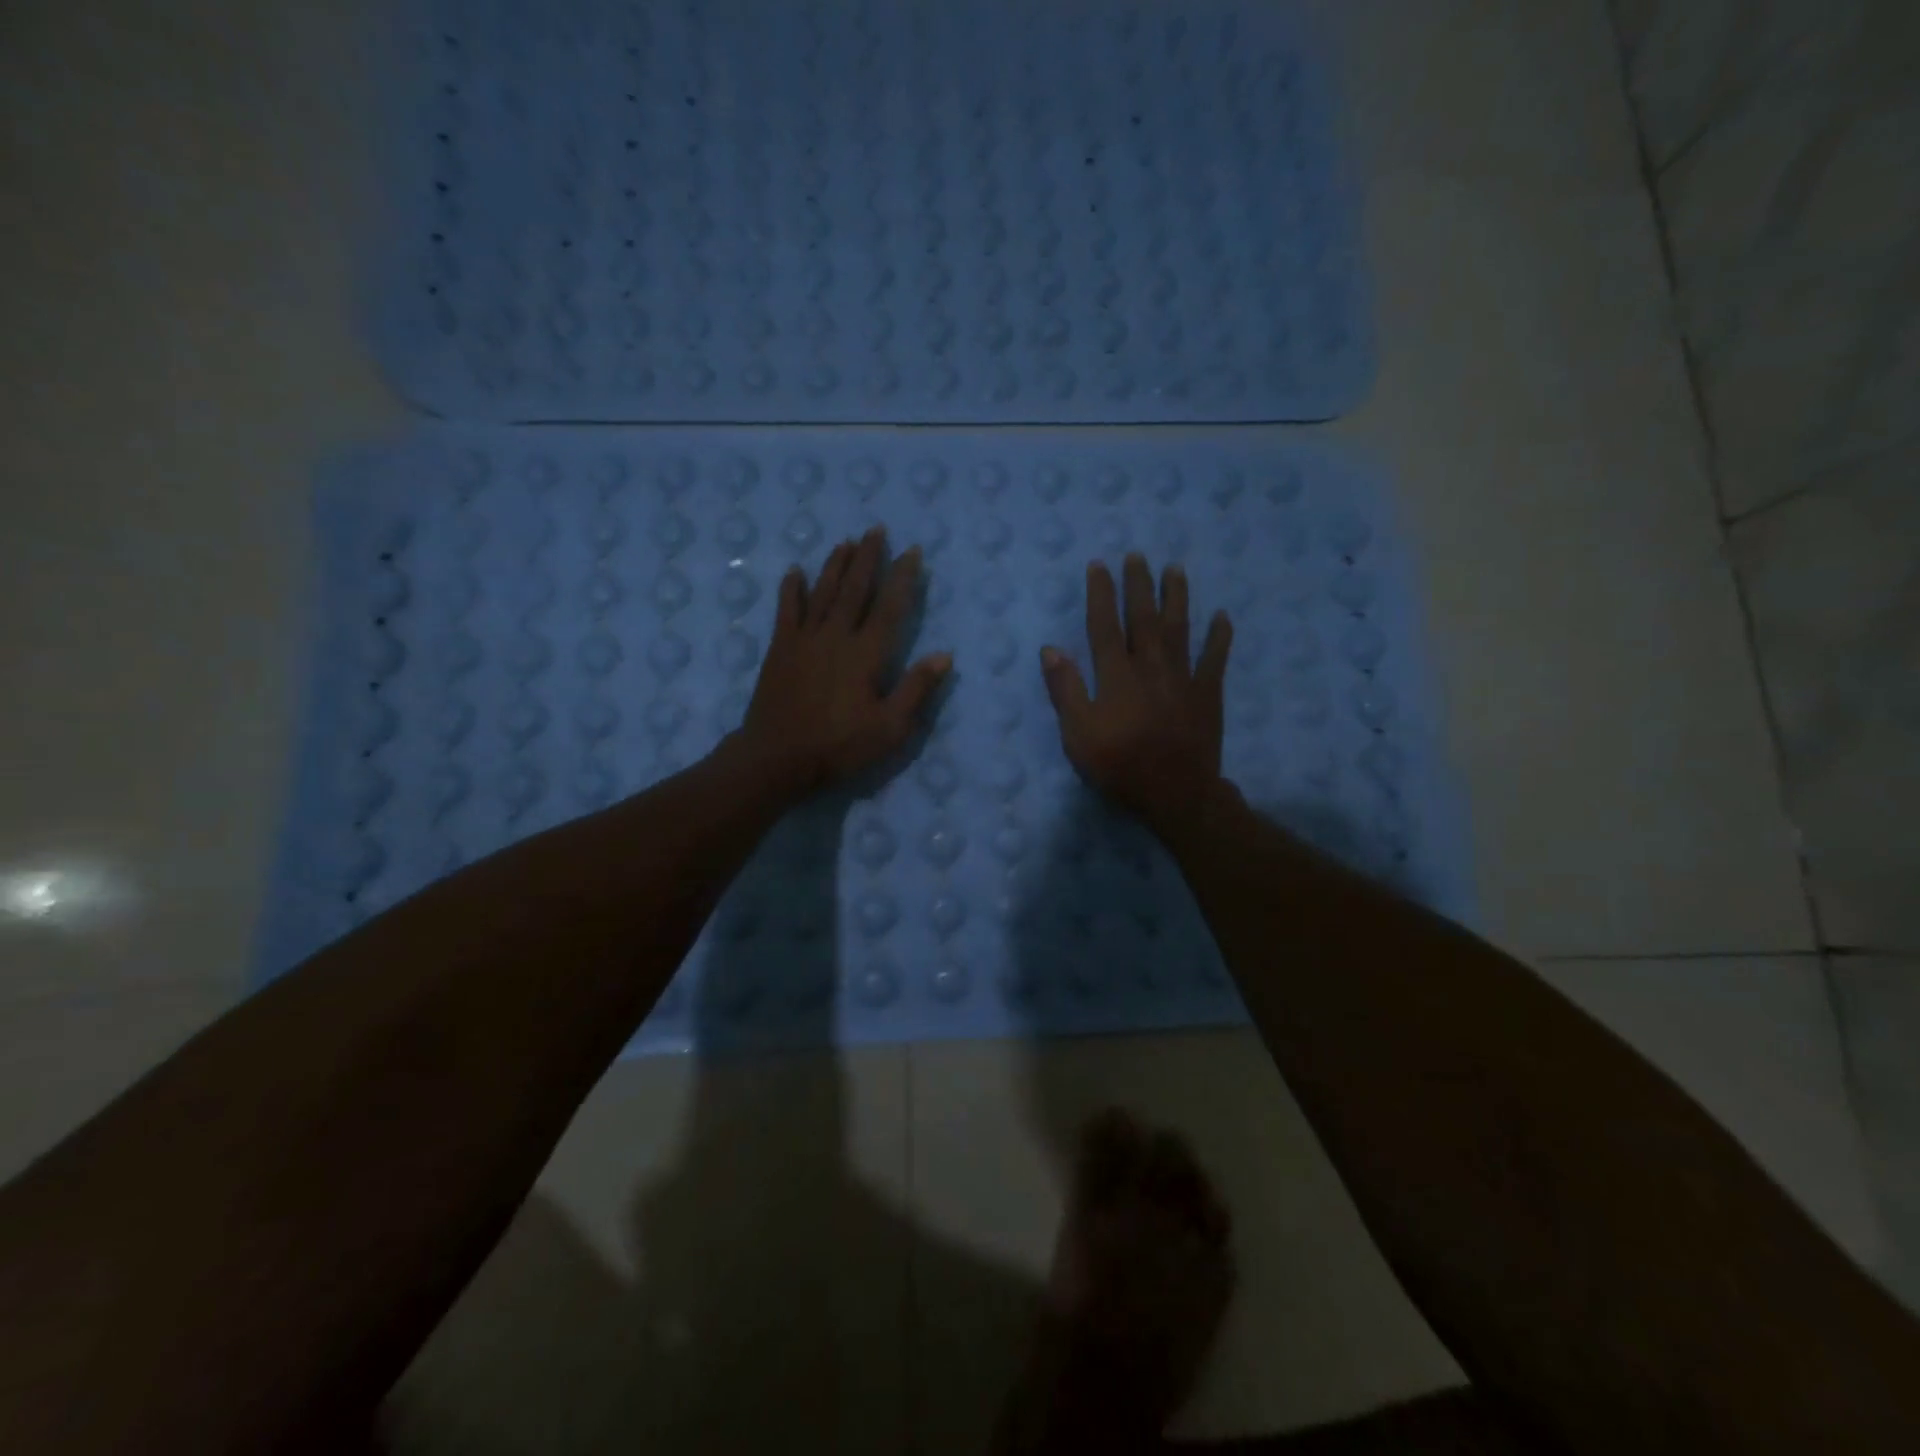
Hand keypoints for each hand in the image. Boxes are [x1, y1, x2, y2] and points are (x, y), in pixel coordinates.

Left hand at [740, 527, 950, 796]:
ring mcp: (805, 639)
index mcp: (866, 654)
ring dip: (836, 565)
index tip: (912, 552)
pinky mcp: (780, 649)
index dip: (902, 578)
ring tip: (847, 542)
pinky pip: (787, 610)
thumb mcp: (889, 728)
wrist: (777, 757)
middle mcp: (837, 636)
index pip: (890, 607)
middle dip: (868, 558)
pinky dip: (791, 589)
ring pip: (823, 592)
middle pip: (855, 589)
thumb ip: (916, 689)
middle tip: (877, 529)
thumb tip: (944, 655)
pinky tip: (794, 571)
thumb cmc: (839, 746)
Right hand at [1040, 554, 1232, 829]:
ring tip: (1176, 570)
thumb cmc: (1120, 765)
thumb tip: (1050, 649)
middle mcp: (1150, 666)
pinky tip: (1222, 617)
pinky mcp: (1207, 694)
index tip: (1099, 565)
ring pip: (1179, 629)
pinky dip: (1219, 637)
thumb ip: (1066, 690)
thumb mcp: (1078, 734)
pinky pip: (1215, 659)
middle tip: (1138, 555)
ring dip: (1177, 597)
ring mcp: (1183, 678)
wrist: (1176, 793)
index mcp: (1116, 675)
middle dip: (1139, 585)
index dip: (1101, 594)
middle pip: (1144, 618)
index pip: (1104, 626)